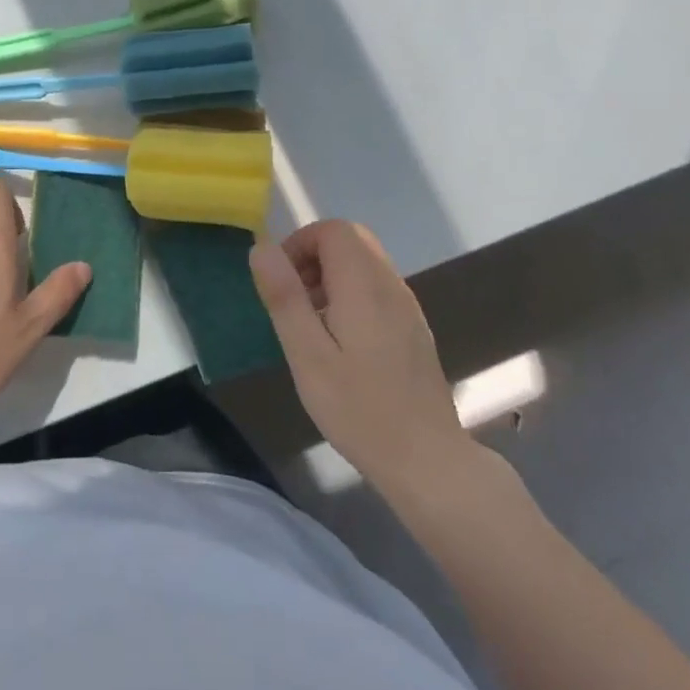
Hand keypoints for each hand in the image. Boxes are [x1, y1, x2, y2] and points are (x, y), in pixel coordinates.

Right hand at [250, 220, 469, 498]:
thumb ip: (284, 296)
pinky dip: (351, 294)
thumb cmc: (359, 409)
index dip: (300, 243)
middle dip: (314, 256)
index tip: (282, 282)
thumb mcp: (308, 355)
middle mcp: (391, 285)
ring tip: (312, 324)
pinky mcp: (414, 327)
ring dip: (331, 276)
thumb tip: (262, 247)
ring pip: (365, 262)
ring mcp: (407, 306)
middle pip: (351, 240)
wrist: (427, 459)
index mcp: (364, 285)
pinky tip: (341, 342)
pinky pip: (377, 287)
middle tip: (294, 300)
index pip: (333, 230)